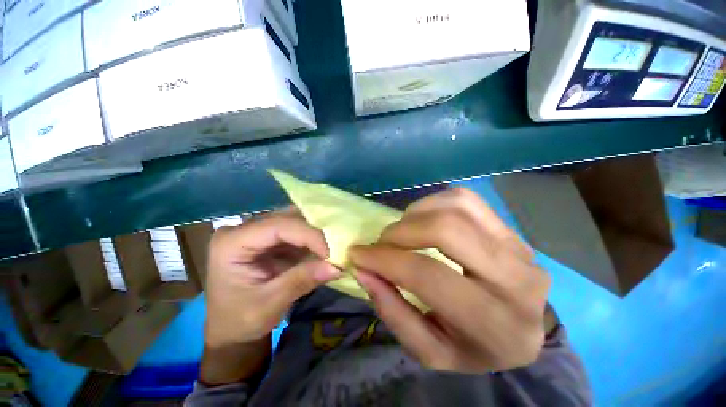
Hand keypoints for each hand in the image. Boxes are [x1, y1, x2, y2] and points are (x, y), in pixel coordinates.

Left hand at [205, 211, 340, 347]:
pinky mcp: (272, 238)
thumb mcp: (269, 305)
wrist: (231, 329)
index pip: (278, 226)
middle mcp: (244, 229)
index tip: (333, 252)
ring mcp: (259, 231)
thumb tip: (337, 266)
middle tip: (339, 246)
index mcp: (231, 242)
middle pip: (288, 218)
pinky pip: (299, 230)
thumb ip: (301, 281)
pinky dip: (315, 239)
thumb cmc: (240, 321)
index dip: (309, 235)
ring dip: (318, 233)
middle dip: (316, 231)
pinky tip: (327, 248)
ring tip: (336, 246)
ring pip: (296, 220)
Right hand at [351, 188, 550, 372]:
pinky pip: (465, 199)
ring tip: (404, 231)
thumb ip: (392, 311)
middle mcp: (515, 280)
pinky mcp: (510, 228)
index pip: (427, 276)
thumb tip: (363, 270)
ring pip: (456, 207)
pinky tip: (424, 219)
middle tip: (382, 242)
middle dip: (401, 231)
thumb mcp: (429, 350)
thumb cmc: (472, 346)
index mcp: (493, 324)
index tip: (358, 254)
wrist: (520, 328)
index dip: (385, 260)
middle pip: (445, 230)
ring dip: (416, 214)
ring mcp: (518, 247)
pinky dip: (434, 203)